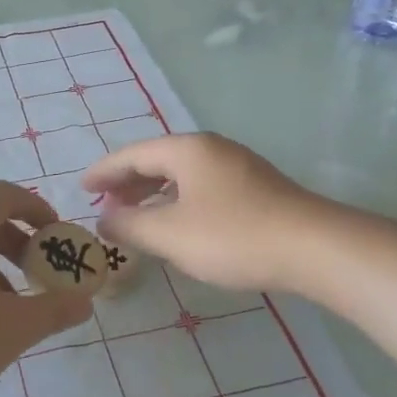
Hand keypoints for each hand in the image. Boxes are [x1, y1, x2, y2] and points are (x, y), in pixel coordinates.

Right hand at [82, 134, 327, 293]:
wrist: (315, 248)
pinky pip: (201, 186)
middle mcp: (210, 148)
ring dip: (153, 193)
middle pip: (157, 159)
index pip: (132, 154)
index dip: (103, 172)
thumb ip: (130, 226)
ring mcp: (237, 166)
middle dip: (127, 182)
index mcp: (186, 150)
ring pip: (181, 174)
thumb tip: (104, 219)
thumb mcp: (171, 235)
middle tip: (105, 204)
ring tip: (135, 215)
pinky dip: (177, 200)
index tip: (81, 187)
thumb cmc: (233, 236)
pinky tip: (177, 223)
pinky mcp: (255, 188)